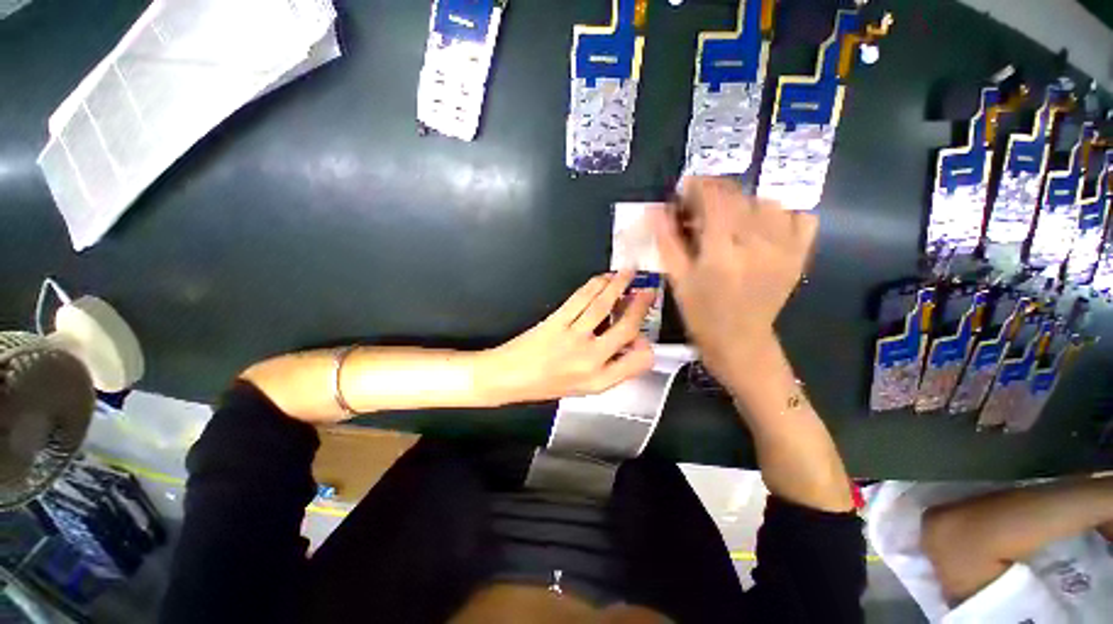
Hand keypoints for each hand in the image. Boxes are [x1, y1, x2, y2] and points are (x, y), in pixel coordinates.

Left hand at [484, 272, 655, 402]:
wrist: (507, 377)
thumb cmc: (543, 385)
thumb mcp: (581, 388)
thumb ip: (608, 369)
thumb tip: (626, 344)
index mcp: (598, 381)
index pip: (639, 361)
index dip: (646, 345)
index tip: (645, 333)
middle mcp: (590, 359)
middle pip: (626, 327)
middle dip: (640, 305)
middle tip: (648, 291)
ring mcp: (573, 338)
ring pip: (604, 305)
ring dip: (619, 285)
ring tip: (629, 274)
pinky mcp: (556, 321)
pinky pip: (581, 298)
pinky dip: (596, 285)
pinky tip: (603, 279)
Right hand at [649, 176, 817, 384]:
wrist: (740, 341)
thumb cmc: (701, 313)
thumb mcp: (677, 279)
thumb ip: (667, 241)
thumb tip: (656, 209)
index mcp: (722, 254)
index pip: (714, 201)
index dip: (698, 186)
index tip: (685, 186)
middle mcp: (758, 246)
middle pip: (740, 197)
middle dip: (716, 193)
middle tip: (700, 206)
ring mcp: (784, 249)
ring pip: (768, 202)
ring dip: (744, 202)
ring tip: (729, 217)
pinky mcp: (799, 256)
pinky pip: (800, 217)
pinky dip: (781, 214)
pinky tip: (762, 226)